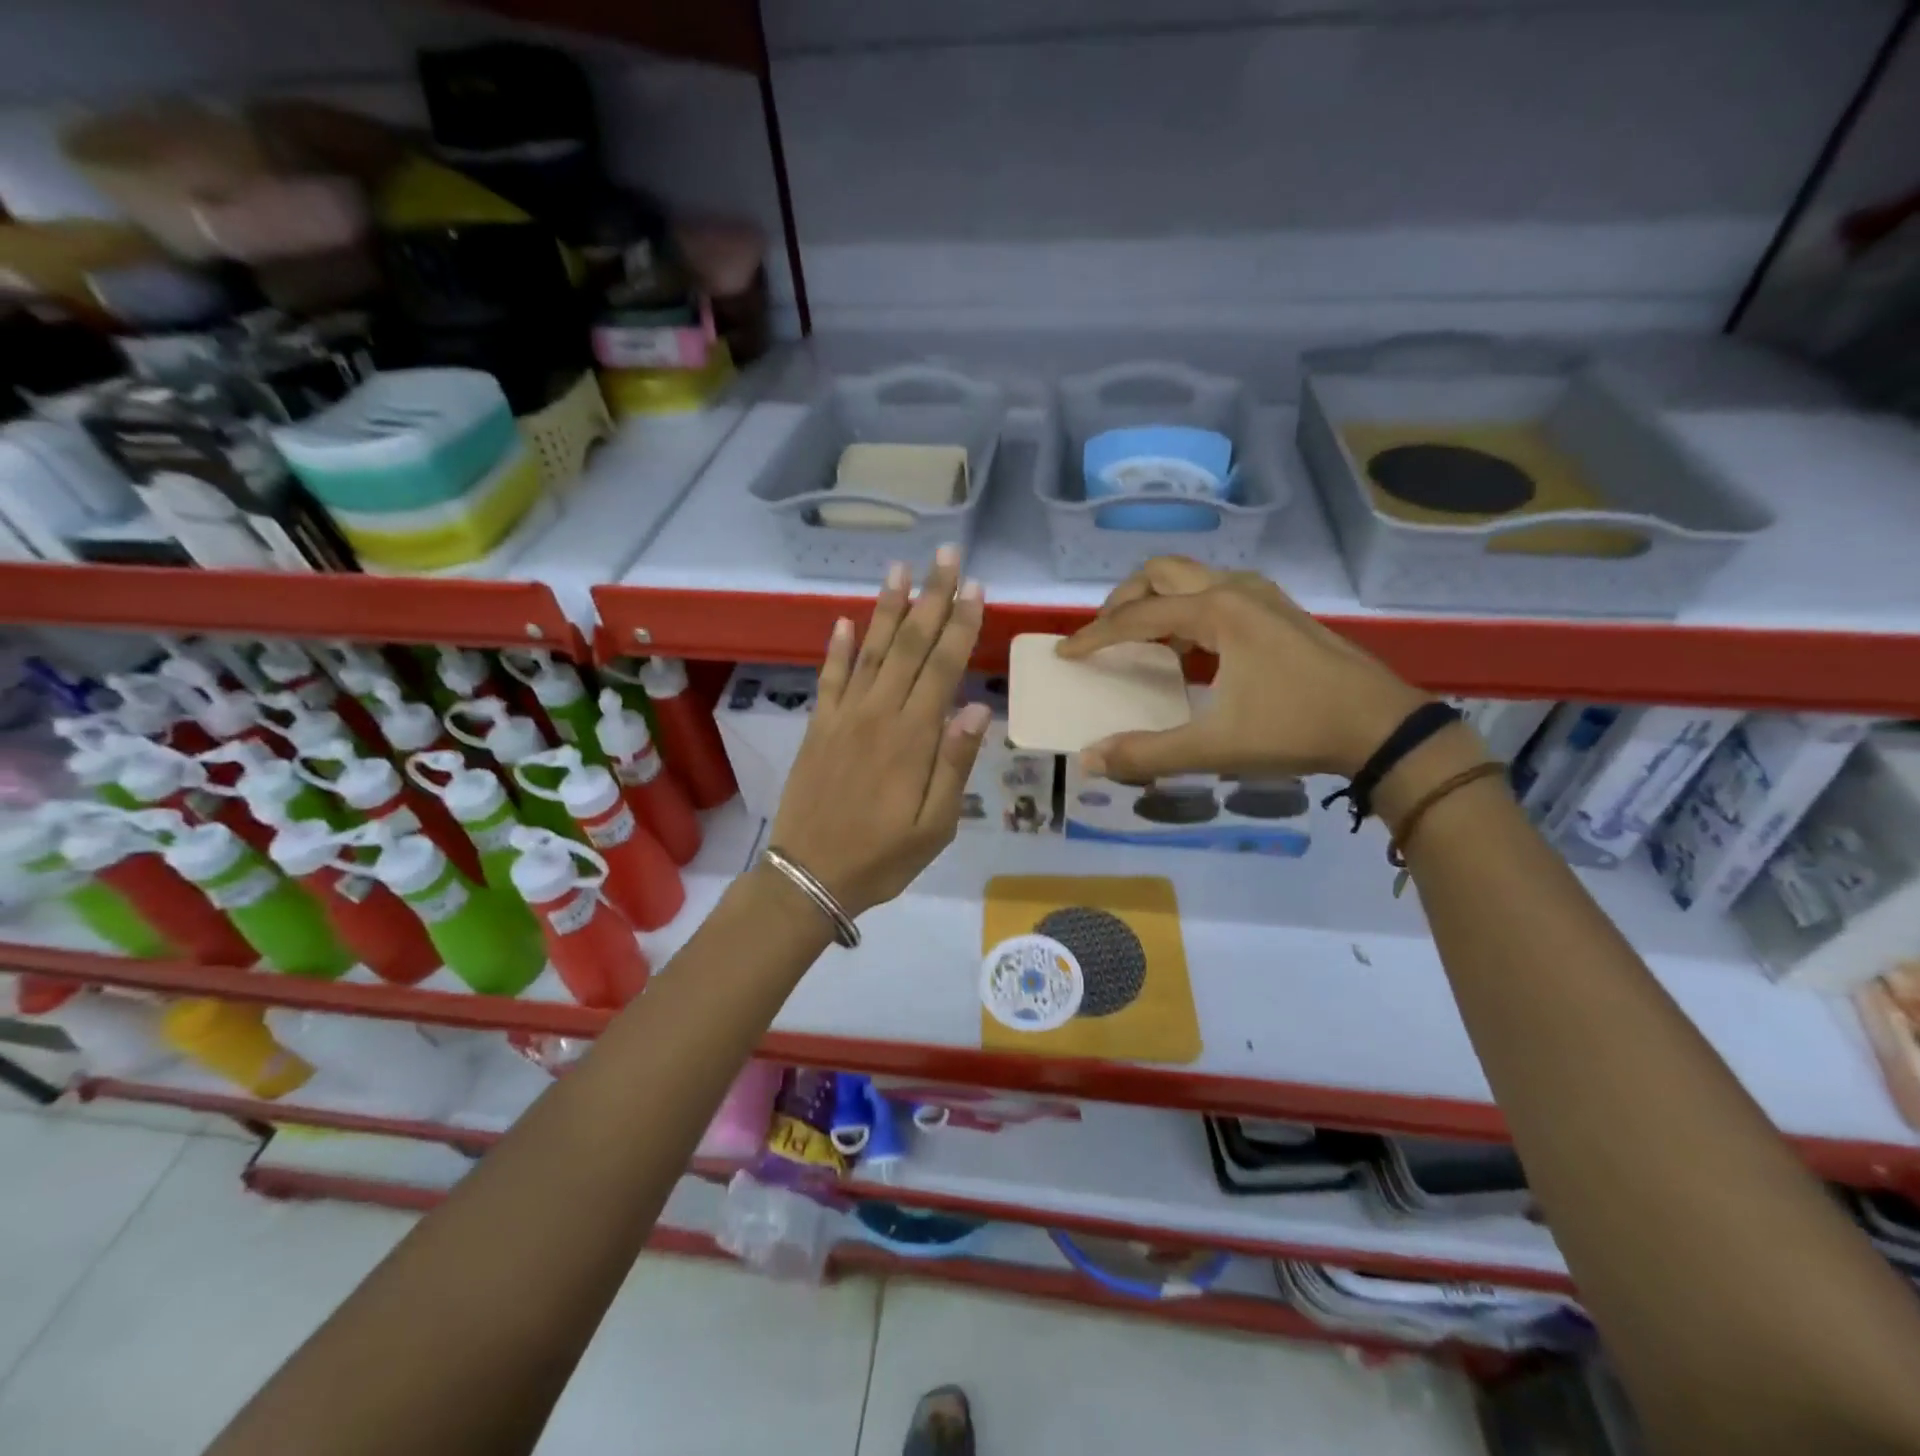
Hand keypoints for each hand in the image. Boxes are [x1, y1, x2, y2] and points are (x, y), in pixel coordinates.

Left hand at [767, 548, 991, 917]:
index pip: (942, 667)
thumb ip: (954, 765)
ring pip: (870, 652)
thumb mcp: (934, 827)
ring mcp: (843, 717)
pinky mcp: (818, 727)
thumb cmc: (882, 857)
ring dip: (885, 609)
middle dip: (930, 598)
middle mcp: (877, 715)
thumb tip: (976, 709)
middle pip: (908, 646)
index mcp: (912, 738)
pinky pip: (829, 678)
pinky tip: (845, 620)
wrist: (809, 877)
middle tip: (944, 556)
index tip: (974, 587)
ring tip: (899, 570)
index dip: (959, 625)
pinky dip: (838, 648)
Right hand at [1057, 557, 1426, 780]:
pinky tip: (1189, 649)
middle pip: (1161, 573)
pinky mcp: (1278, 610)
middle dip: (1123, 600)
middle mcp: (1236, 590)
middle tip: (1103, 635)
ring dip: (1156, 601)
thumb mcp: (1215, 747)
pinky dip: (1186, 609)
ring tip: (1140, 640)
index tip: (1066, 654)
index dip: (1095, 636)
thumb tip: (1090, 760)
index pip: (1137, 616)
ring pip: (1191, 578)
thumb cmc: (1296, 729)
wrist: (1382, 727)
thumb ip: (1148, 754)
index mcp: (1218, 611)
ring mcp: (1262, 596)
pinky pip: (1215, 592)